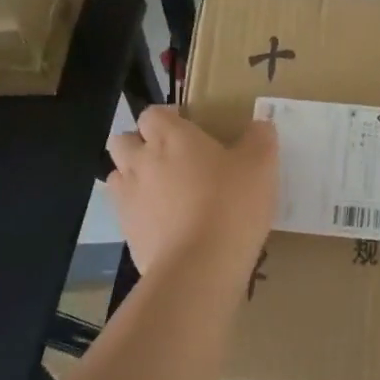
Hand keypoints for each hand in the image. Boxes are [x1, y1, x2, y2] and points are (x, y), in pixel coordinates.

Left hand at [106, 107, 276, 282]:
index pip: (152, 113)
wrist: (200, 266)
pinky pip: (125, 212)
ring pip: (117, 176)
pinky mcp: (127, 233)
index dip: (166, 117)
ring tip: (163, 190)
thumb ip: (260, 138)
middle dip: (139, 143)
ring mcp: (128, 199)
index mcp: (170, 137)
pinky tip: (166, 224)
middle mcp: (141, 161)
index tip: (187, 127)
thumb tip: (260, 125)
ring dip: (134, 177)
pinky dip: (140, 212)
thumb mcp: (261, 165)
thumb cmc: (231, 204)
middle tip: (170, 157)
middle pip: (122, 140)